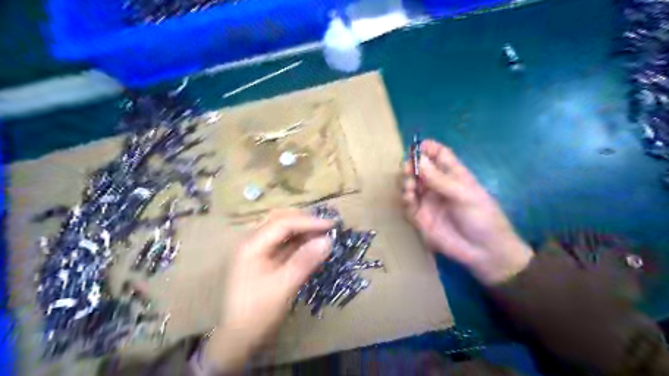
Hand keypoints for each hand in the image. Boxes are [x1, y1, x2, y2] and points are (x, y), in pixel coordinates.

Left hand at [201, 210, 330, 371]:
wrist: (239, 337)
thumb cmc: (259, 312)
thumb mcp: (284, 286)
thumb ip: (305, 260)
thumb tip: (328, 240)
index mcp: (253, 244)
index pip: (284, 223)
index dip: (310, 222)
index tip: (332, 225)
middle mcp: (253, 241)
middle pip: (280, 220)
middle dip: (304, 220)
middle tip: (327, 226)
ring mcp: (257, 249)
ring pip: (281, 229)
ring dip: (302, 228)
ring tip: (322, 233)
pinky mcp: (262, 258)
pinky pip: (282, 242)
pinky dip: (298, 240)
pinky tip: (310, 244)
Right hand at [402, 140, 533, 284]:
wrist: (483, 251)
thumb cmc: (482, 217)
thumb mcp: (464, 195)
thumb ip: (440, 179)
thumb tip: (419, 159)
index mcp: (453, 175)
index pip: (438, 155)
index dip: (427, 149)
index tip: (415, 147)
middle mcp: (437, 186)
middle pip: (419, 168)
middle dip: (411, 165)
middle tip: (407, 169)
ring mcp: (428, 201)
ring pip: (410, 185)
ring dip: (406, 182)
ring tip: (410, 186)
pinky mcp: (420, 217)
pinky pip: (408, 205)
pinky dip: (406, 199)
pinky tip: (410, 198)